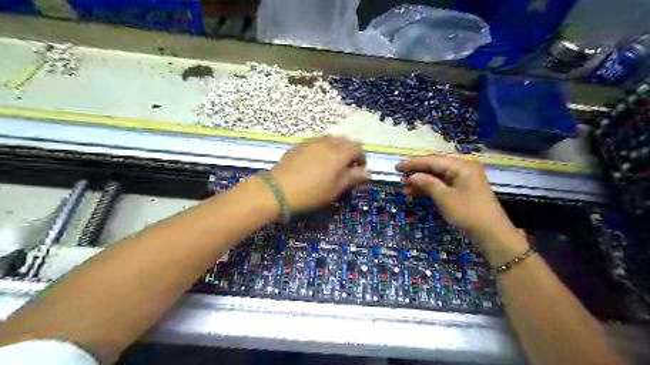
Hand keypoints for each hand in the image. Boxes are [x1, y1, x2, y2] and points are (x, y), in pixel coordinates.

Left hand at [269, 135, 370, 211]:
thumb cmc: (312, 193)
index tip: (359, 170)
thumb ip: (353, 177)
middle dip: (349, 152)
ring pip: (330, 139)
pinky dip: (323, 148)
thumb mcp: (336, 189)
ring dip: (336, 148)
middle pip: (344, 141)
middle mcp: (326, 143)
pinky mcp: (299, 145)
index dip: (361, 158)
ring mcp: (311, 142)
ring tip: (332, 162)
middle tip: (347, 166)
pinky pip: (317, 142)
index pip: (357, 148)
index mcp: (339, 154)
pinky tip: (316, 160)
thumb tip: (367, 172)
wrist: (279, 190)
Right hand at [396, 155, 518, 237]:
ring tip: (405, 187)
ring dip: (422, 181)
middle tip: (400, 178)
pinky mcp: (463, 188)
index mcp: (461, 166)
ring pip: (438, 176)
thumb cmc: (468, 213)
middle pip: (435, 166)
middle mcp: (463, 168)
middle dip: (417, 173)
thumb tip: (412, 175)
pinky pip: (443, 184)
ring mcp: (464, 178)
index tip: (397, 167)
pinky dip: (430, 188)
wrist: (492, 233)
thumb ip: (427, 183)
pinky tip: (417, 192)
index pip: (432, 160)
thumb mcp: (445, 198)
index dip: (413, 163)